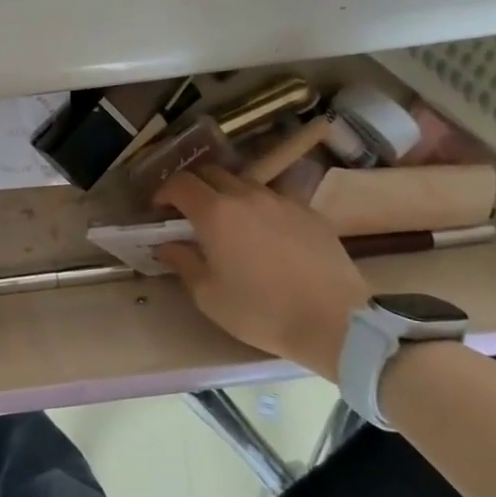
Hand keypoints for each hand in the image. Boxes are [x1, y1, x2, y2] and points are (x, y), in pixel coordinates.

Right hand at [153, 167, 369, 380]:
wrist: (335, 323)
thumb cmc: (262, 311)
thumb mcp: (209, 295)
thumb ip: (183, 263)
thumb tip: (167, 246)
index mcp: (215, 213)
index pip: (180, 183)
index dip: (164, 192)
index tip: (160, 211)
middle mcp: (247, 196)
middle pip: (211, 173)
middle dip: (194, 188)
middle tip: (190, 214)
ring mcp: (282, 201)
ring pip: (245, 184)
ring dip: (228, 195)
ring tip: (229, 223)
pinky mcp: (310, 212)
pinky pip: (275, 199)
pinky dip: (260, 208)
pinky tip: (265, 235)